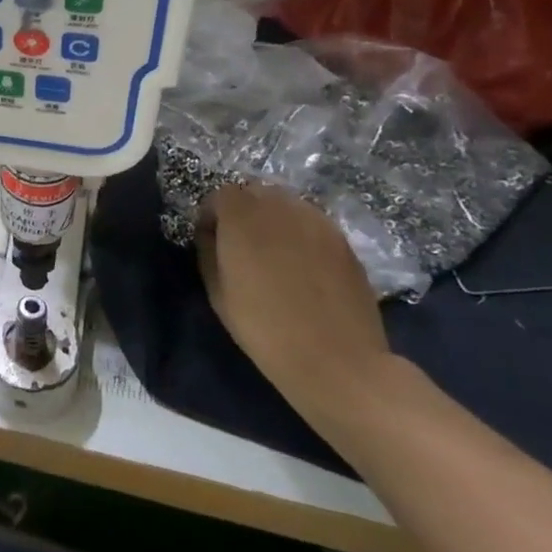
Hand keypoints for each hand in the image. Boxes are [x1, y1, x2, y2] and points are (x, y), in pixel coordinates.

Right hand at [196, 182, 392, 425]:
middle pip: (255, 192)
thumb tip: (211, 234)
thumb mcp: (217, 292)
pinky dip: (300, 233)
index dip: (212, 215)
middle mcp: (280, 207)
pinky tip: (301, 265)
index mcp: (243, 216)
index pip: (221, 194)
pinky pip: (311, 222)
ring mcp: (317, 220)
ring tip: (273, 254)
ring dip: (273, 219)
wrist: (336, 360)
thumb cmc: (265, 328)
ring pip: (286, 204)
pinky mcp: (343, 239)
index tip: (211, 240)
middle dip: (243, 211)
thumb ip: (208, 251)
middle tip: (240, 245)